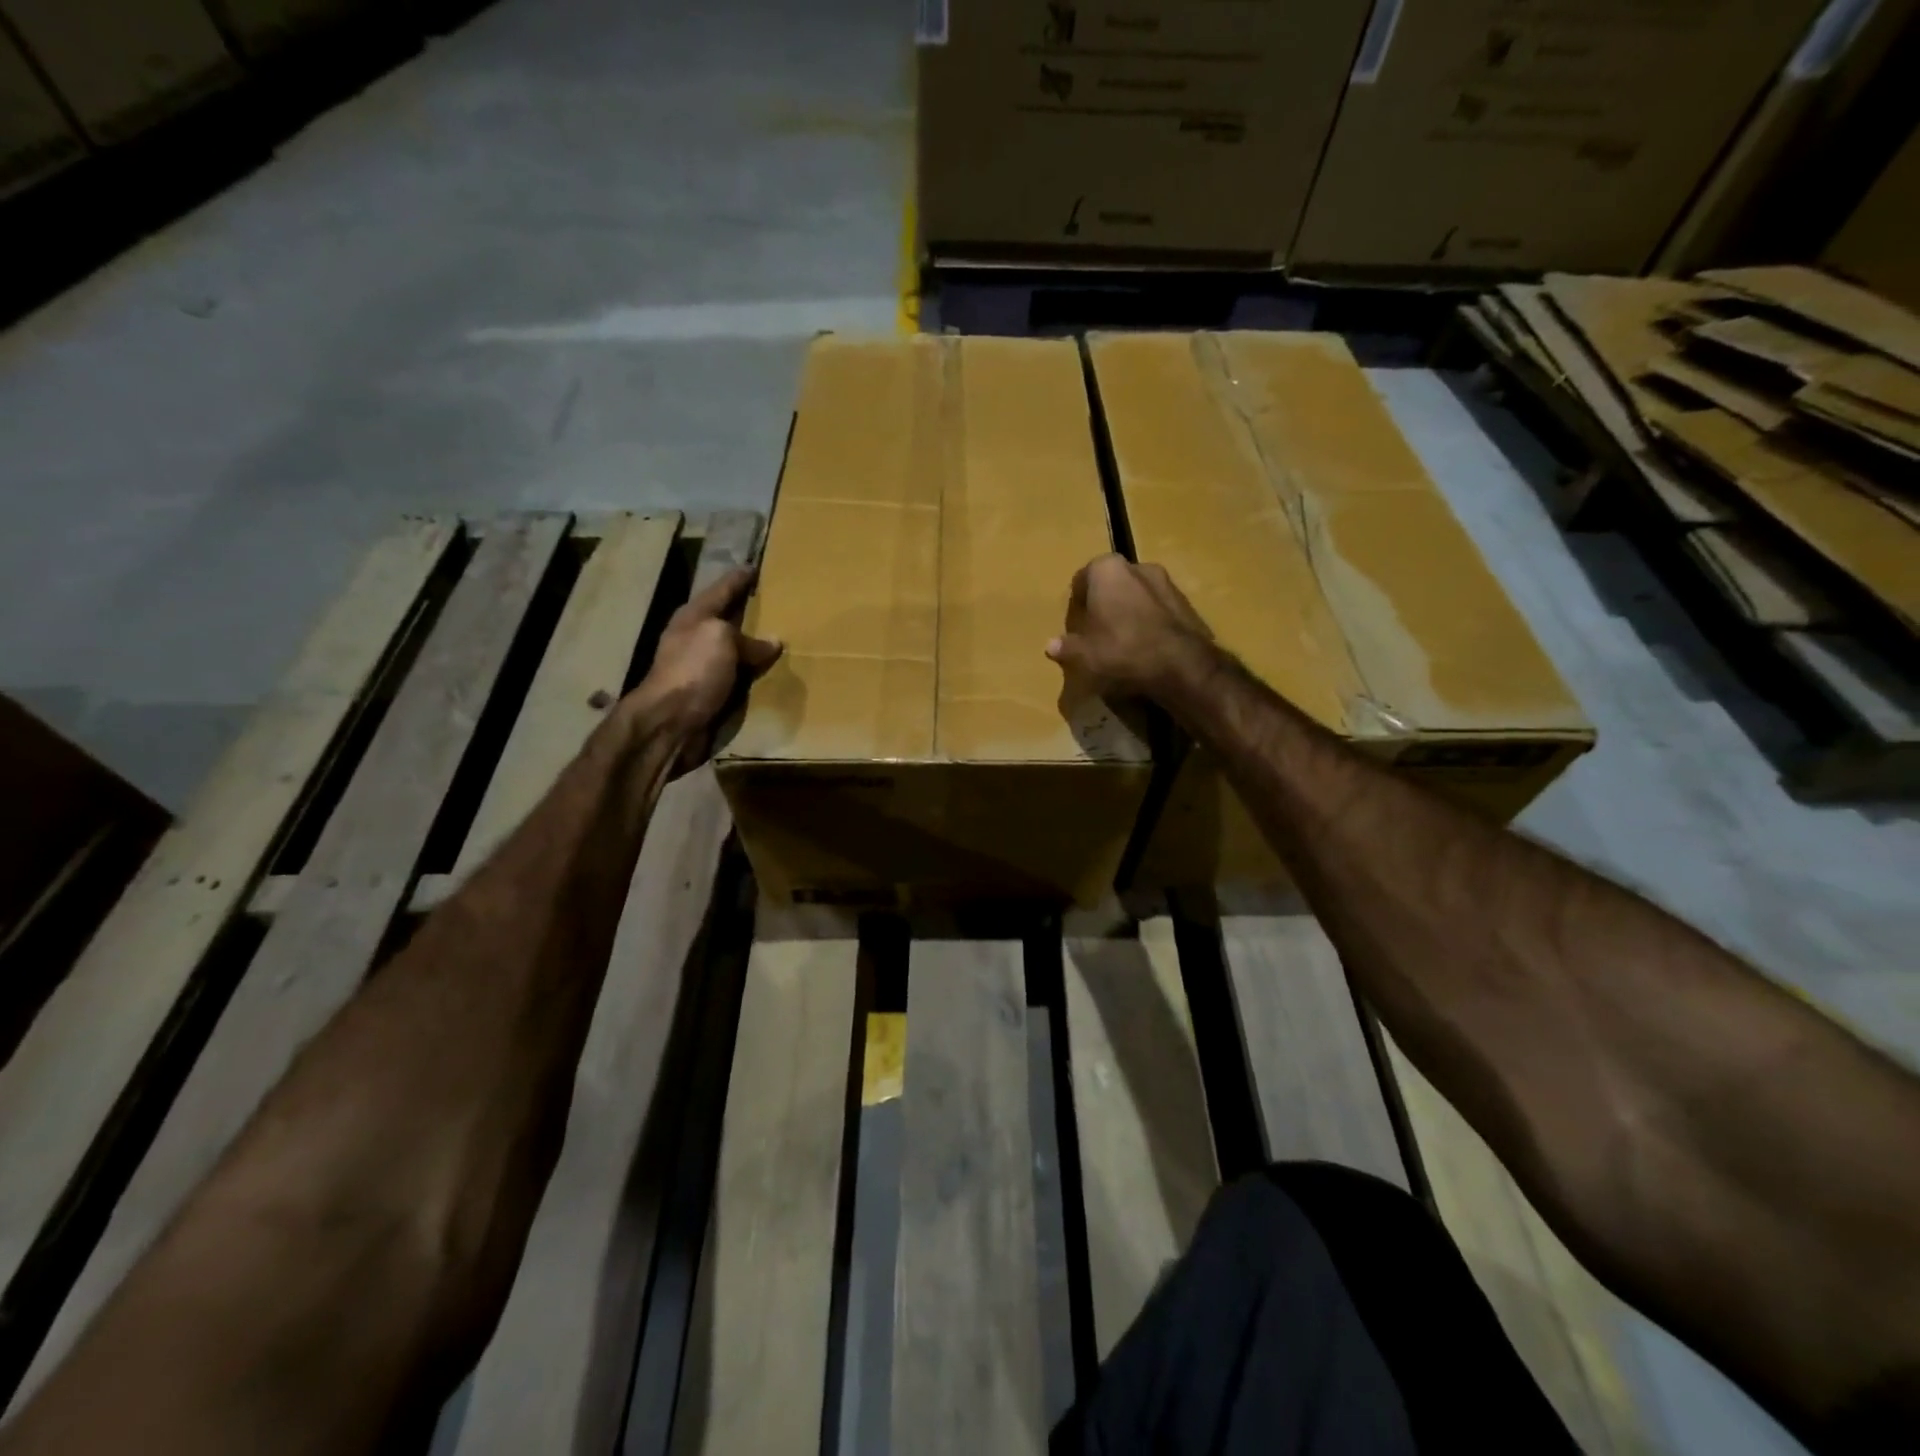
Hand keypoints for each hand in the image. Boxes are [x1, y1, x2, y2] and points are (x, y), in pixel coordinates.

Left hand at [626, 566, 781, 763]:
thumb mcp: (720, 640)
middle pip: (727, 619)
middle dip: (748, 610)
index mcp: (694, 617)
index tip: (757, 567)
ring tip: (780, 636)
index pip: (721, 589)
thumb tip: (772, 643)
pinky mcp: (709, 694)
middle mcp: (695, 638)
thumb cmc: (692, 671)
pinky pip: (738, 677)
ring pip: (734, 649)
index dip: (739, 578)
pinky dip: (753, 673)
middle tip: (776, 601)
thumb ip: (748, 639)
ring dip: (752, 644)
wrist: (669, 723)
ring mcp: (700, 668)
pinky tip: (770, 672)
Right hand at [1046, 553, 1214, 703]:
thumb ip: (1067, 647)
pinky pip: (1159, 610)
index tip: (1076, 625)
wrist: (1181, 664)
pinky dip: (1150, 623)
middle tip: (1097, 632)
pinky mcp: (1187, 603)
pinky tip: (1146, 648)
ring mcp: (1167, 582)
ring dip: (1129, 612)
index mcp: (1107, 569)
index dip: (1077, 603)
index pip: (1082, 579)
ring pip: (1137, 595)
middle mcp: (1137, 566)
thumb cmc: (1122, 649)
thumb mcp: (1085, 655)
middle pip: (1112, 584)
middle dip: (1104, 604)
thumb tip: (1051, 646)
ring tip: (1123, 642)